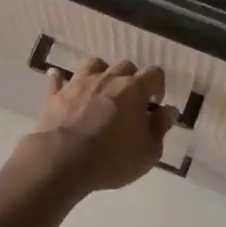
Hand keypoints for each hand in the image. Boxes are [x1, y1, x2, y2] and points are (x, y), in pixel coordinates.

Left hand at [22, 57, 176, 194]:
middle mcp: (108, 79)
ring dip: (101, 74)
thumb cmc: (112, 158)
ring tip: (102, 91)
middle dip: (131, 80)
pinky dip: (62, 80)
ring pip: (94, 65)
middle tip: (130, 102)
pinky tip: (61, 81)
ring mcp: (80, 83)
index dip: (158, 86)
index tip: (155, 104)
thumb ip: (161, 127)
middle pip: (126, 66)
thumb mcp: (148, 151)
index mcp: (135, 89)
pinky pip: (58, 80)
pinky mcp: (56, 95)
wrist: (61, 161)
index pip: (154, 73)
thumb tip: (169, 111)